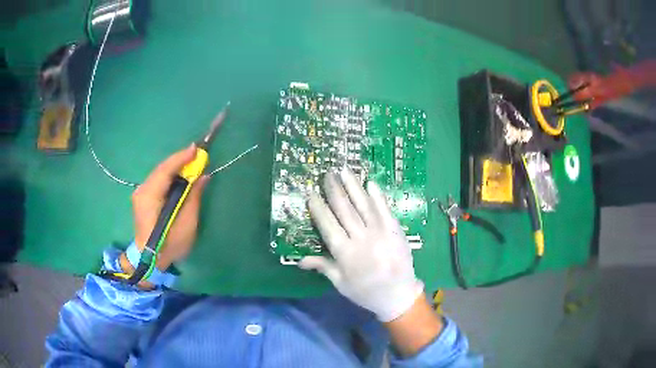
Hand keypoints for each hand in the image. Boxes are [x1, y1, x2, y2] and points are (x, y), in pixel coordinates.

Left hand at [131, 144, 209, 269]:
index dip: (181, 158)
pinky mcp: (142, 198)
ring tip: (191, 164)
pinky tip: (179, 177)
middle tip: (197, 156)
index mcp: (150, 195)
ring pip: (159, 173)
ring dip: (175, 167)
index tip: (197, 149)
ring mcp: (140, 194)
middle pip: (162, 169)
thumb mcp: (187, 223)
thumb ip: (193, 197)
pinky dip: (169, 176)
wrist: (150, 260)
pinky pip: (158, 180)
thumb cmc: (169, 244)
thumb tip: (202, 176)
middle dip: (180, 160)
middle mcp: (142, 190)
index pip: (166, 170)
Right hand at [299, 168, 423, 321]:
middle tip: (327, 174)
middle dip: (334, 190)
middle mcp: (361, 239)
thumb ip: (323, 266)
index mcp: (345, 253)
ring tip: (344, 171)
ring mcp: (380, 232)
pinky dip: (377, 196)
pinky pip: (384, 209)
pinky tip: (370, 183)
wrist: (398, 295)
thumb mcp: (341, 283)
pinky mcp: (395, 230)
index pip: (327, 225)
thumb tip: (300, 260)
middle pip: (344, 210)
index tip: (311, 194)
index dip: (318, 208)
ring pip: (363, 205)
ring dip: (353, 186)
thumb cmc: (366, 291)